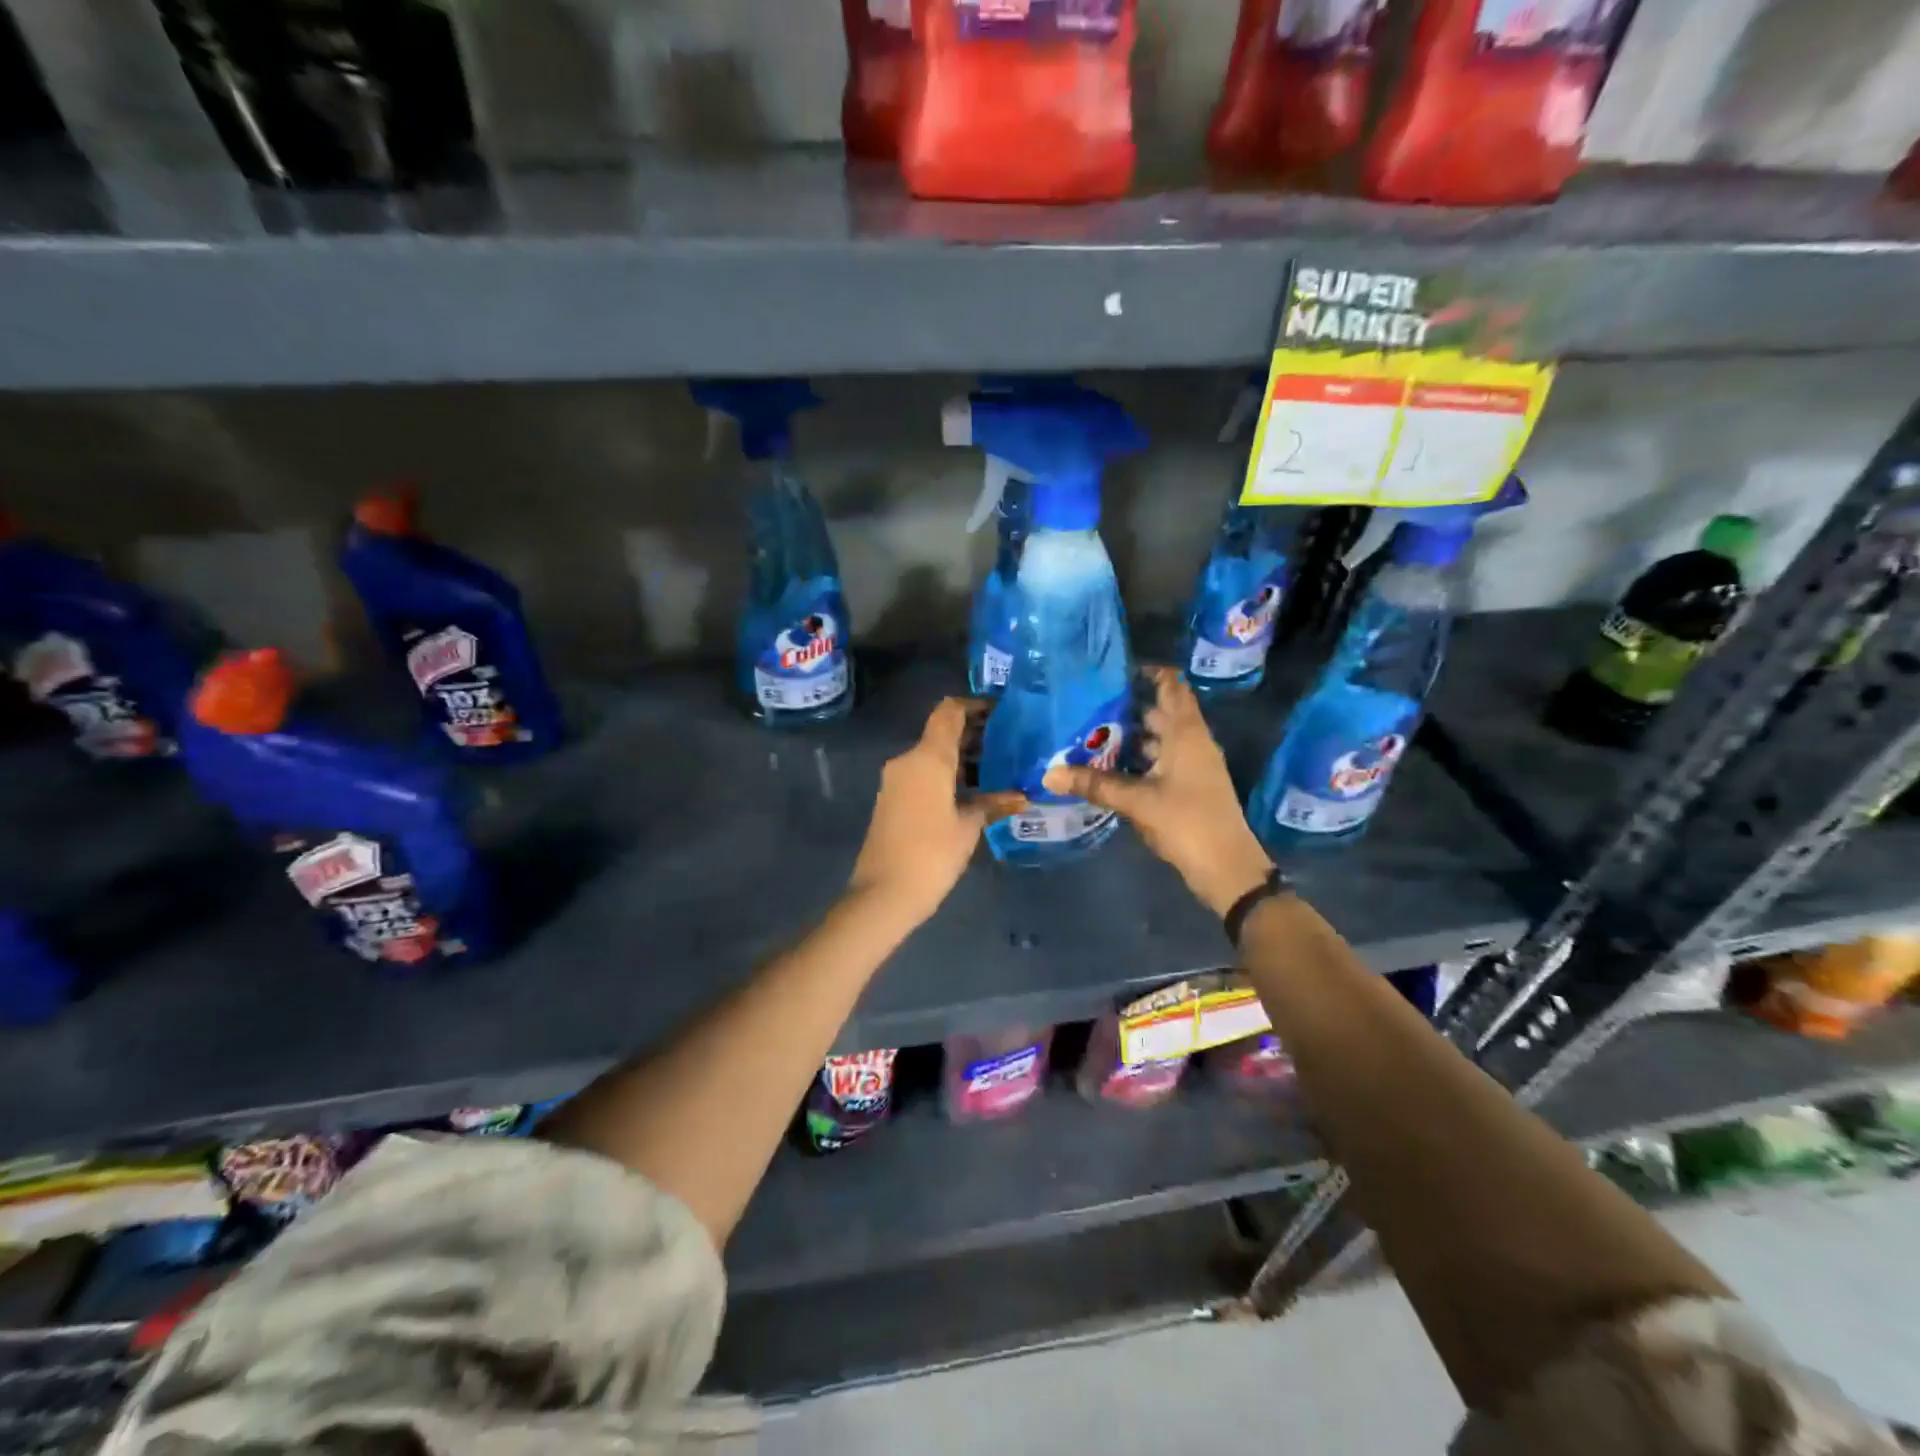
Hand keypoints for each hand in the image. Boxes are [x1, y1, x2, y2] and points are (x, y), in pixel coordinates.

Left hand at [848, 698, 1023, 926]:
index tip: (1002, 712)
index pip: (949, 711)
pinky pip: (924, 774)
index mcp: (927, 758)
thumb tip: (1021, 796)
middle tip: (1010, 743)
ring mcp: (897, 780)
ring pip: (933, 754)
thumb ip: (993, 803)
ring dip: (962, 757)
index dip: (975, 705)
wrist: (883, 894)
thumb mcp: (968, 827)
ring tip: (999, 768)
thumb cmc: (931, 854)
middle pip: (942, 732)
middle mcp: (908, 760)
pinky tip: (974, 791)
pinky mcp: (893, 799)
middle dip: (975, 734)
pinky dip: (948, 774)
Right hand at [1044, 665, 1274, 916]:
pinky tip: (1105, 766)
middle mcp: (1191, 741)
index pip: (1172, 685)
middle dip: (1126, 706)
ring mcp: (1190, 765)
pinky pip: (1157, 761)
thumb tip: (1050, 774)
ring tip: (1087, 733)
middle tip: (1086, 703)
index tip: (1113, 670)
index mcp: (1186, 733)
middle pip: (1159, 712)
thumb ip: (1095, 784)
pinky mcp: (1185, 786)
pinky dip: (1134, 759)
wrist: (1227, 868)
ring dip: (1127, 736)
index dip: (1148, 672)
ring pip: (1156, 739)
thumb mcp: (1138, 802)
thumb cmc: (1187, 823)